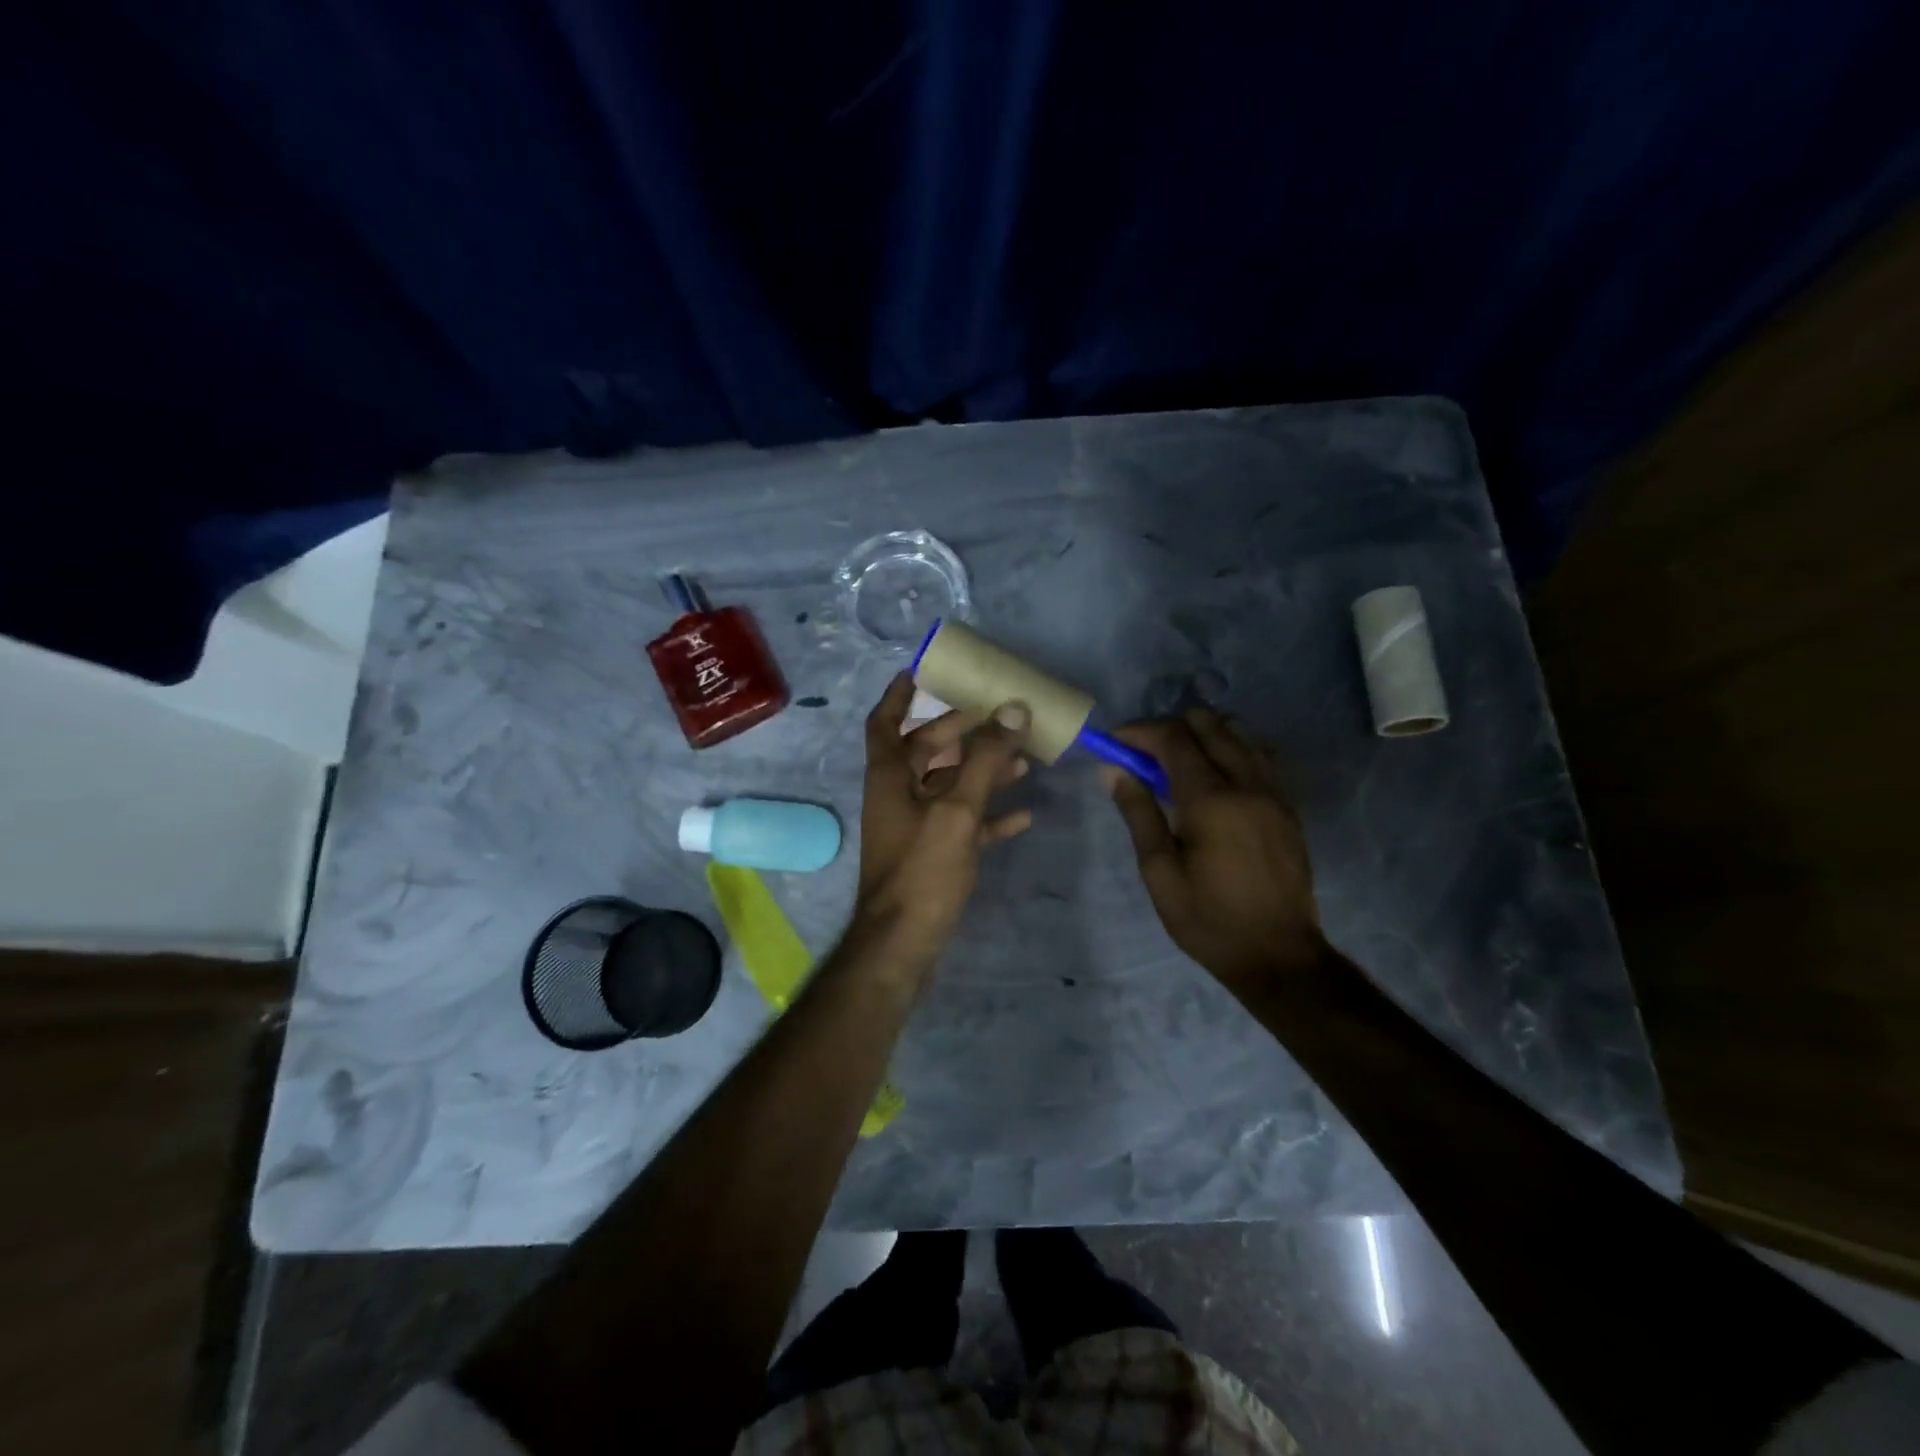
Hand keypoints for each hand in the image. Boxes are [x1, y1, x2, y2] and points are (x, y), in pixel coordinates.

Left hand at [852, 675, 1033, 974]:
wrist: (903, 945)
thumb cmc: (922, 870)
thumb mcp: (957, 810)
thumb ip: (986, 760)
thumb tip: (1012, 709)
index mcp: (890, 776)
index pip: (885, 721)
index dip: (899, 695)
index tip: (922, 672)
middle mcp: (898, 795)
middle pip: (927, 751)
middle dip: (962, 732)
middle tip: (998, 717)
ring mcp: (915, 827)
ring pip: (950, 786)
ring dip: (983, 772)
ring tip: (1024, 761)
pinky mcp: (933, 855)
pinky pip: (963, 823)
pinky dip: (988, 815)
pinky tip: (1024, 816)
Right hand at [1105, 708, 1324, 990]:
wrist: (1279, 956)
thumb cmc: (1208, 919)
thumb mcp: (1159, 871)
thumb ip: (1139, 813)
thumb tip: (1114, 770)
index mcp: (1211, 800)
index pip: (1174, 739)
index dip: (1140, 731)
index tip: (1115, 741)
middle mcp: (1247, 784)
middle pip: (1210, 725)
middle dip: (1172, 727)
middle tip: (1145, 753)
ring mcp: (1274, 793)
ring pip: (1239, 735)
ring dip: (1204, 736)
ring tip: (1178, 764)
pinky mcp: (1288, 807)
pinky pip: (1260, 757)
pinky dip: (1232, 751)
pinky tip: (1215, 779)